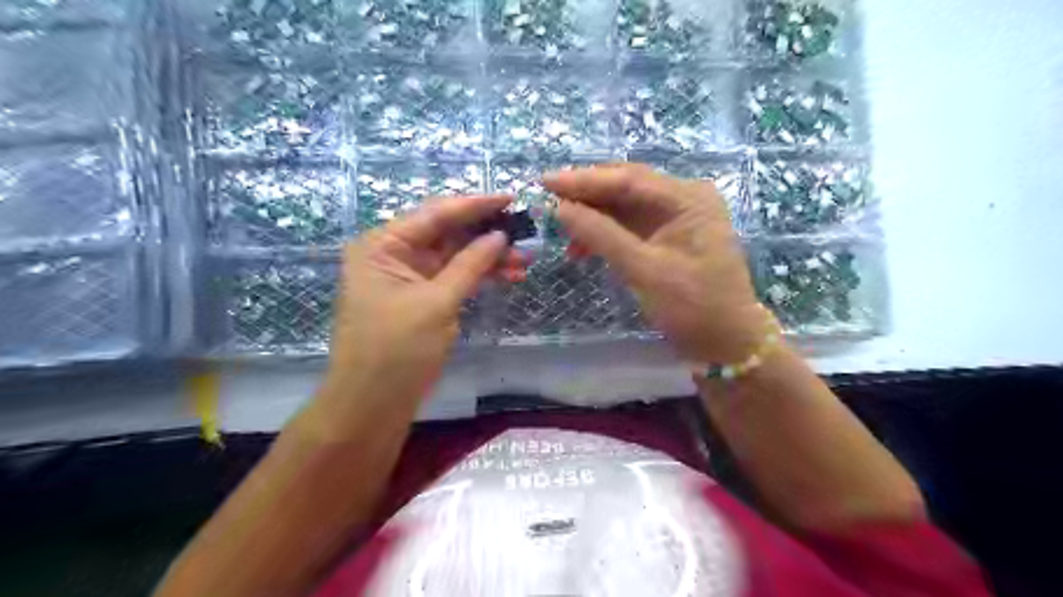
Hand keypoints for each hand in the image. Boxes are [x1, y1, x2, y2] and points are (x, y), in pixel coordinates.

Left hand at [322, 195, 524, 415]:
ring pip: (454, 256)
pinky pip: (453, 277)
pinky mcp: (420, 298)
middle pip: (446, 233)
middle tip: (525, 233)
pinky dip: (478, 276)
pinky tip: (508, 275)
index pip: (435, 214)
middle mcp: (393, 254)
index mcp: (383, 245)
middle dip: (486, 234)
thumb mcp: (436, 303)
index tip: (512, 198)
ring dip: (487, 257)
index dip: (476, 205)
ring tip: (525, 260)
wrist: (372, 405)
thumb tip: (500, 235)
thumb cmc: (396, 351)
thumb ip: (470, 265)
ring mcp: (408, 277)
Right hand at [547, 162, 773, 363]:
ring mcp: (677, 217)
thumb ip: (601, 235)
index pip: (629, 179)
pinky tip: (583, 246)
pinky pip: (630, 225)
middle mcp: (684, 198)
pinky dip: (605, 233)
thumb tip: (559, 208)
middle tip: (547, 200)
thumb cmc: (693, 307)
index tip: (545, 182)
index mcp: (688, 198)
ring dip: (593, 217)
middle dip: (586, 195)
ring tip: (563, 233)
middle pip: (626, 187)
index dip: (584, 180)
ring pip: (625, 206)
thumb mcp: (644, 270)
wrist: (726, 343)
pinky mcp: (668, 236)